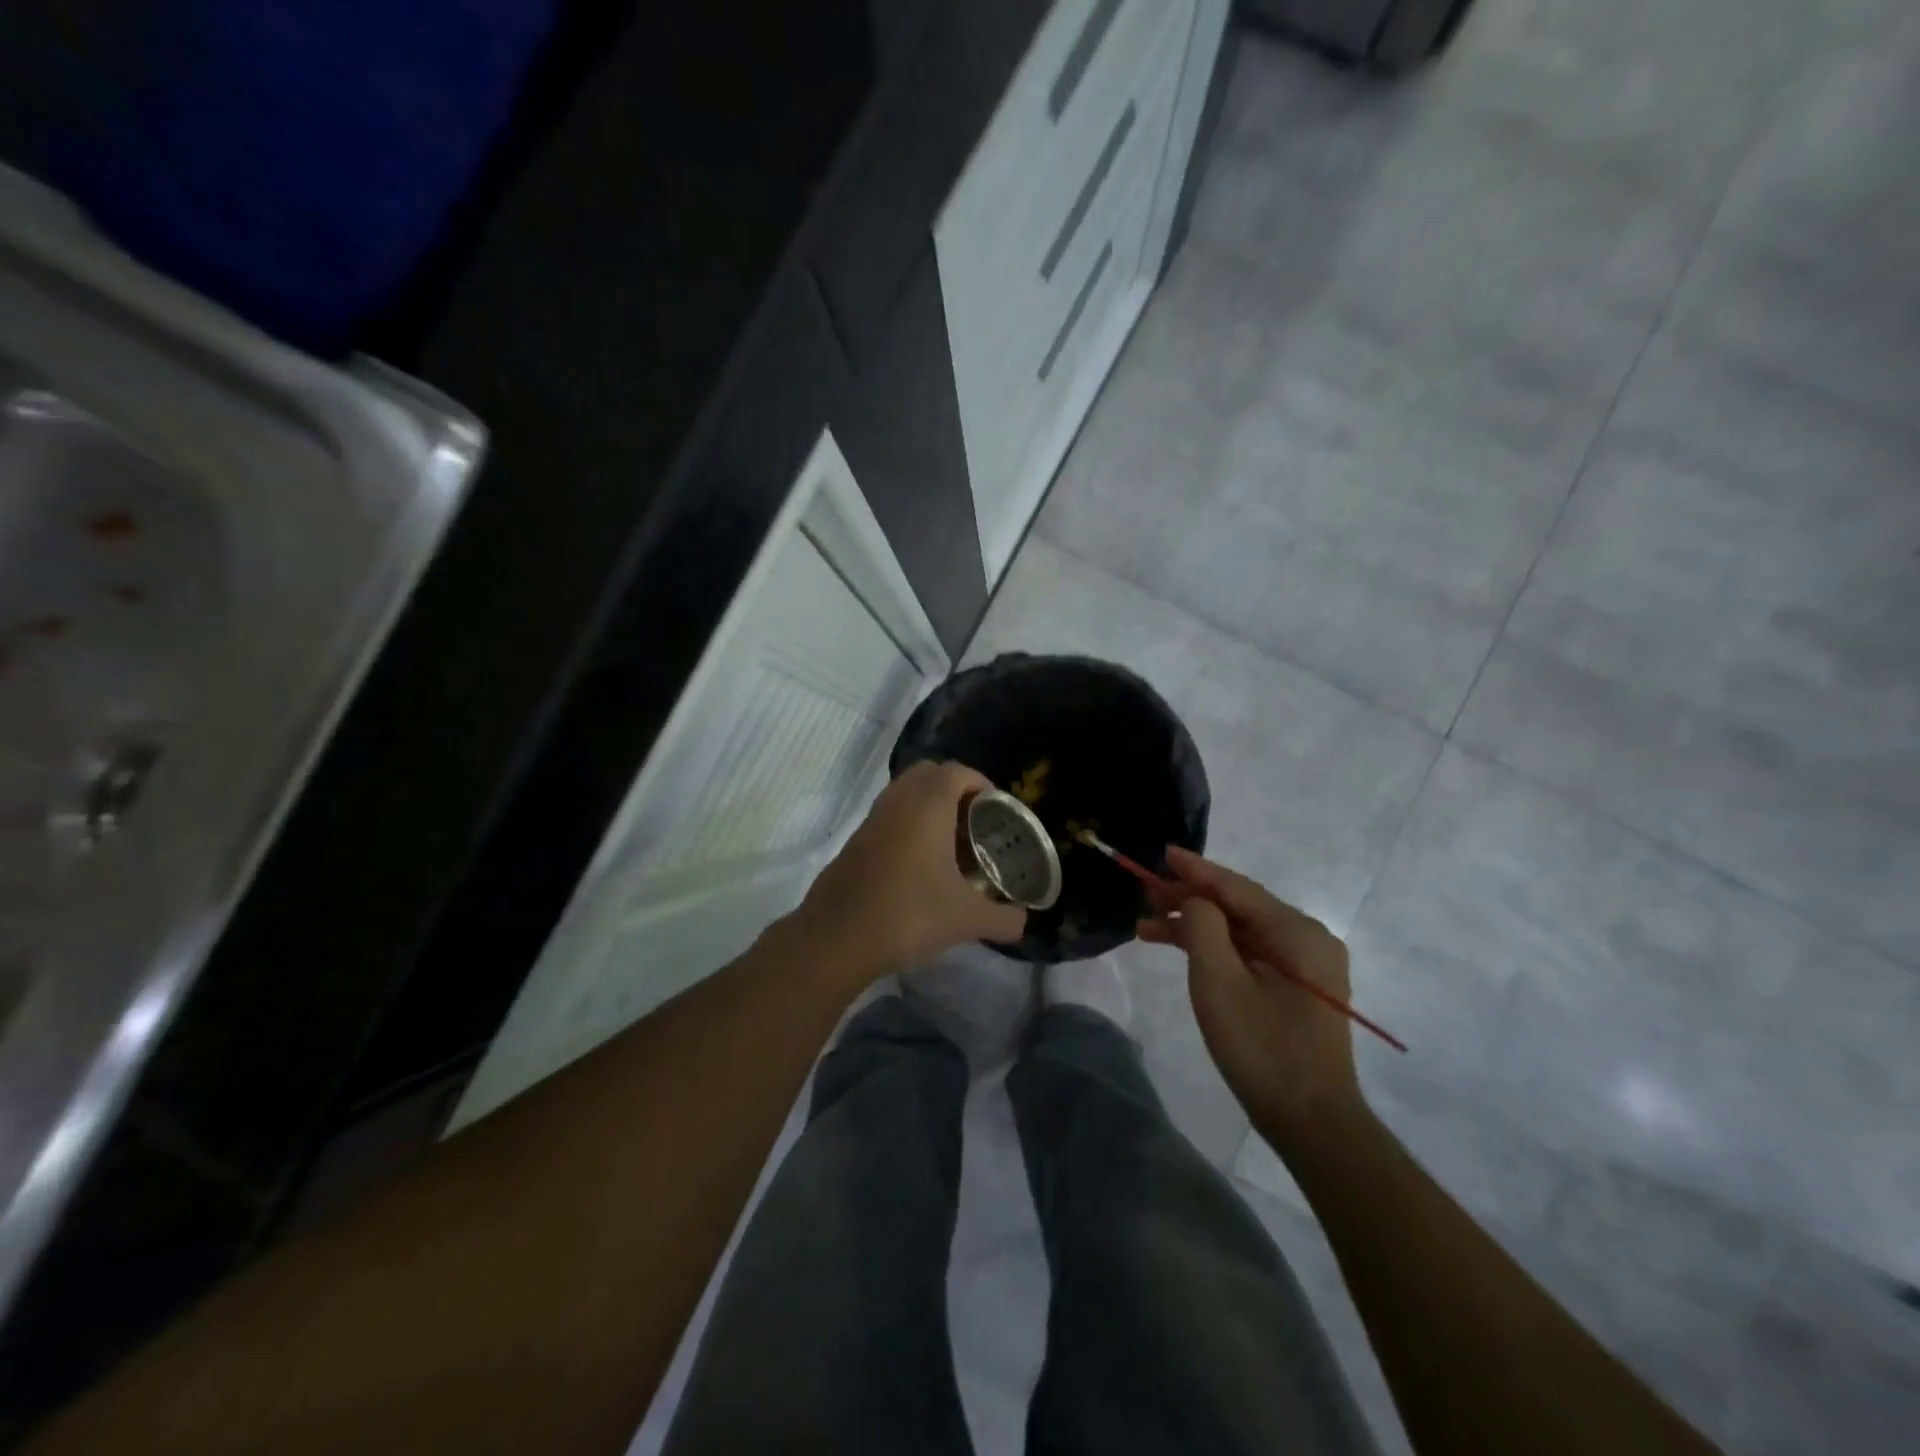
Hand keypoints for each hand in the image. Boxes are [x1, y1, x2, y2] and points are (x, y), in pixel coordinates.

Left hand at [796, 761, 1027, 980]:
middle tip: (973, 819)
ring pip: (903, 793)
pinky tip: (918, 864)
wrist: (838, 938)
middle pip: (927, 773)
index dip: (980, 782)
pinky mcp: (854, 841)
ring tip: (949, 841)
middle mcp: (897, 802)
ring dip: (927, 805)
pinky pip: (887, 816)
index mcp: (927, 806)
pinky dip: (906, 824)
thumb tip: (1024, 922)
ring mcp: (871, 820)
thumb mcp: (967, 920)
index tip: (995, 806)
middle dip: (953, 787)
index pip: (956, 771)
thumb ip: (1004, 918)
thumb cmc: (909, 915)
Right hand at [1139, 847, 1364, 1148]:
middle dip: (1189, 899)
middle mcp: (1307, 939)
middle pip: (1238, 906)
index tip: (1162, 852)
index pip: (1236, 887)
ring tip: (1147, 928)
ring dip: (1195, 927)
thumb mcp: (1220, 982)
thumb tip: (1195, 902)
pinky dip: (1214, 949)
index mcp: (1297, 932)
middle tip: (1144, 895)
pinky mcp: (1296, 987)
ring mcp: (1304, 964)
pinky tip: (1180, 950)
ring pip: (1240, 930)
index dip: (1195, 870)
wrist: (1312, 1123)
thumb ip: (1203, 927)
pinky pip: (1249, 952)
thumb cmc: (1262, 1049)